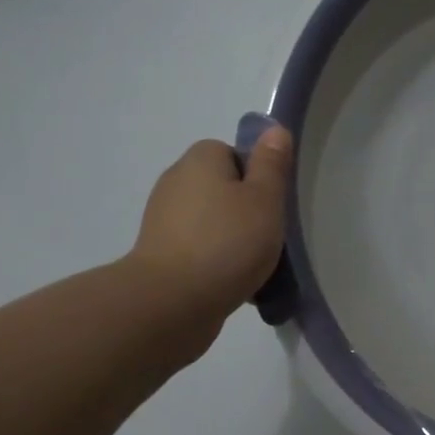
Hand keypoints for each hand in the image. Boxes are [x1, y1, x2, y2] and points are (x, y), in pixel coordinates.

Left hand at [127, 127, 293, 346]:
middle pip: (223, 188)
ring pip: (213, 222)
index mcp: (199, 160)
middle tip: (269, 234)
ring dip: (233, 240)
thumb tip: (273, 130)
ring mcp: (163, 222)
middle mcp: (175, 183)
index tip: (271, 203)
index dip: (256, 176)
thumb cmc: (226, 242)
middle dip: (246, 210)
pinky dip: (217, 263)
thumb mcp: (264, 198)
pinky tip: (235, 284)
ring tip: (255, 265)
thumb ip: (272, 164)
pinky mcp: (160, 257)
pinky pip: (199, 251)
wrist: (171, 304)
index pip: (233, 154)